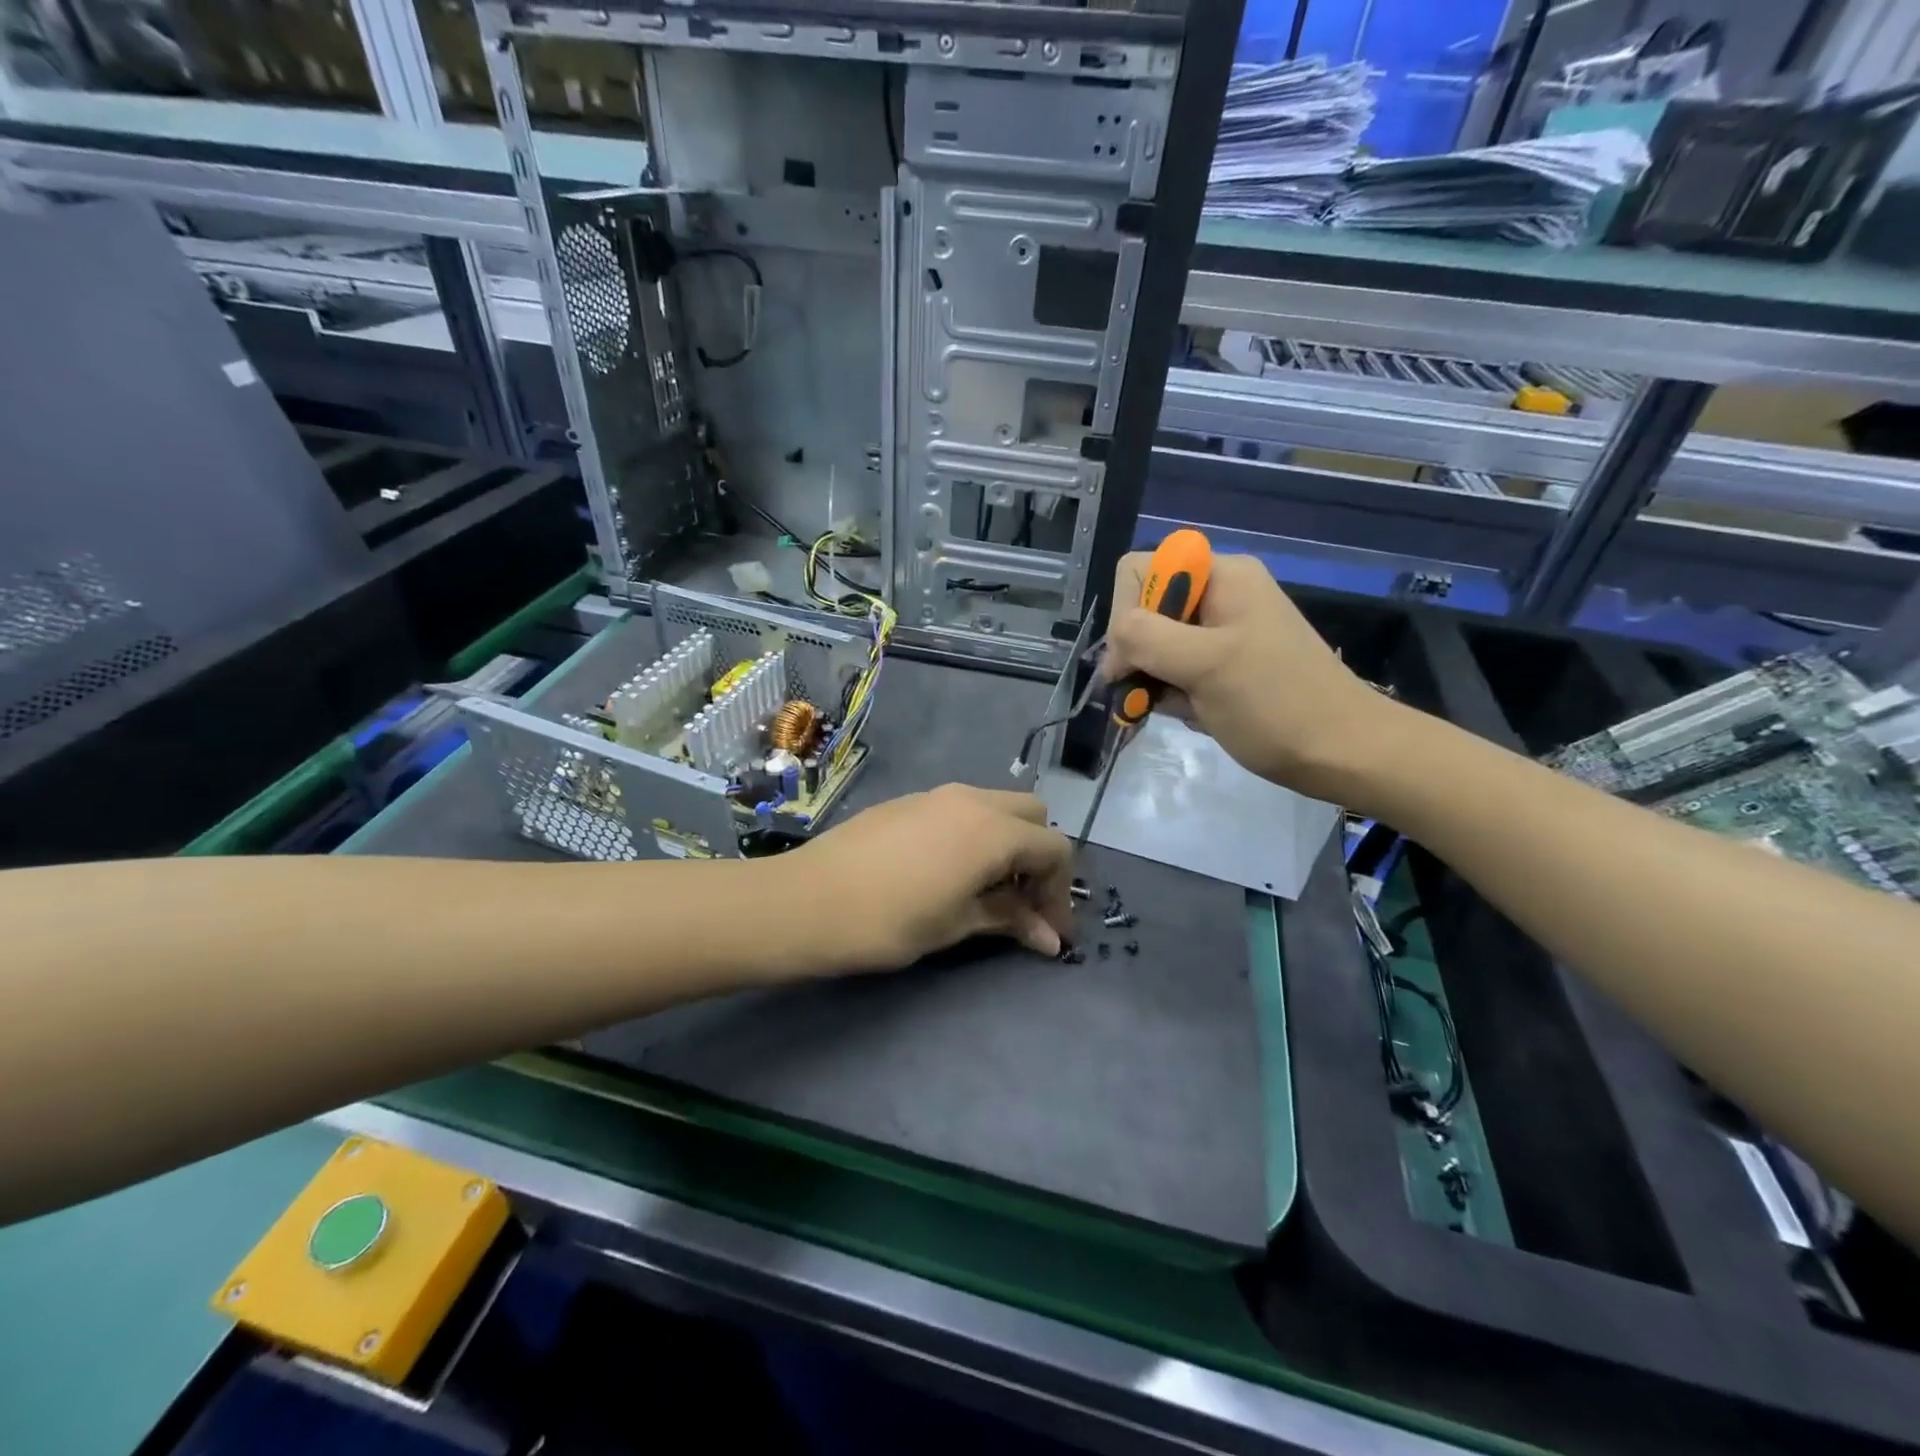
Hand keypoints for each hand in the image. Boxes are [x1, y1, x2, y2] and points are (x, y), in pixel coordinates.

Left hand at [781, 785, 1074, 972]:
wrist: (807, 901)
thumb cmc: (889, 921)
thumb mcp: (956, 924)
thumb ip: (1008, 919)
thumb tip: (1050, 938)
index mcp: (993, 830)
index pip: (1054, 849)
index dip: (1061, 892)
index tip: (1051, 932)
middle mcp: (972, 800)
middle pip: (1031, 816)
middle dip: (1038, 857)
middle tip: (1023, 903)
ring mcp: (937, 795)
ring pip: (995, 807)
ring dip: (1007, 843)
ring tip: (988, 890)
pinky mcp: (908, 801)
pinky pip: (961, 809)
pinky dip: (975, 834)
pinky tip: (949, 871)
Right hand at [1102, 552, 1391, 798]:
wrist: (1342, 753)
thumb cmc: (1276, 703)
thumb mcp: (1206, 665)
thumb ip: (1147, 638)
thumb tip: (1113, 640)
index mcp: (1221, 576)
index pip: (1141, 571)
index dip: (1126, 611)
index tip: (1135, 658)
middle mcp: (1219, 595)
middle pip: (1145, 609)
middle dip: (1138, 652)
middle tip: (1147, 692)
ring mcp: (1221, 633)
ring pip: (1155, 645)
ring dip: (1153, 678)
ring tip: (1176, 708)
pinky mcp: (1223, 667)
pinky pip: (1176, 670)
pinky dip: (1171, 694)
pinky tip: (1191, 714)